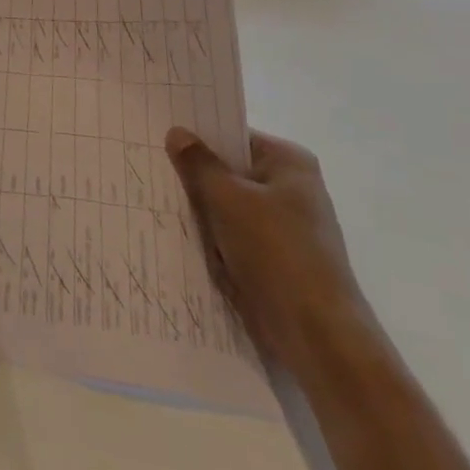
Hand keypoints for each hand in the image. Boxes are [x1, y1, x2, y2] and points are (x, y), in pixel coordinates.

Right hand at [165, 127, 373, 371]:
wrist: (319, 337)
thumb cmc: (276, 252)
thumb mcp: (227, 199)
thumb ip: (198, 163)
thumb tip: (177, 131)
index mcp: (289, 162)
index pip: (233, 136)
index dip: (197, 136)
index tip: (159, 136)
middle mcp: (292, 189)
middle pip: (230, 171)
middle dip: (195, 176)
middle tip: (150, 167)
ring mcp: (286, 227)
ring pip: (228, 207)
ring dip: (202, 212)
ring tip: (159, 202)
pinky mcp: (277, 260)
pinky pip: (234, 237)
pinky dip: (213, 240)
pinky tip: (181, 238)